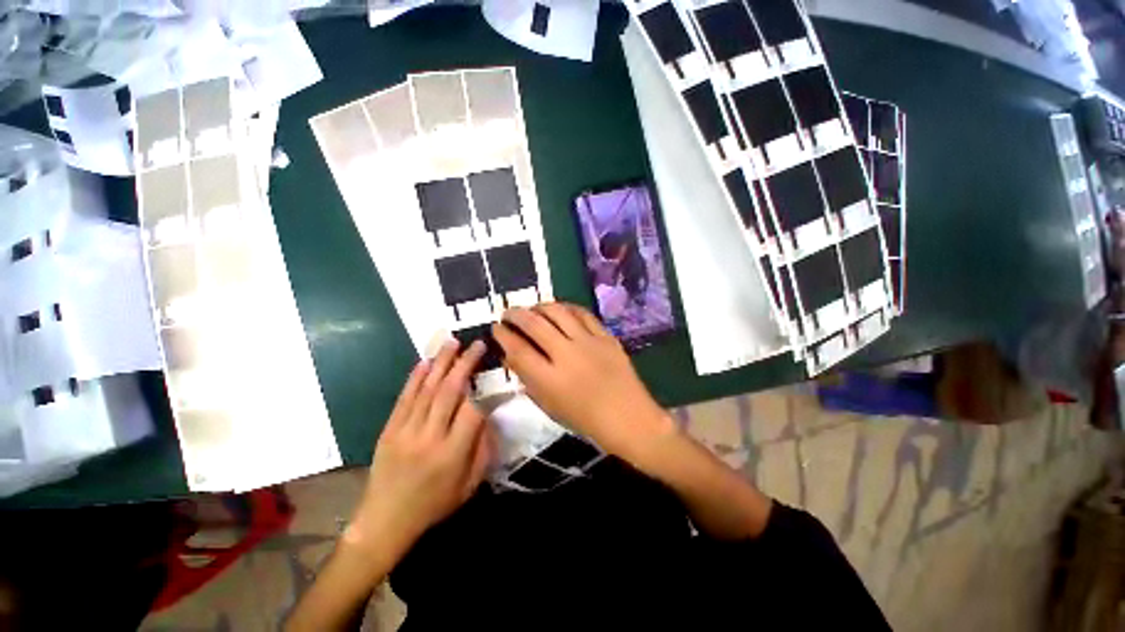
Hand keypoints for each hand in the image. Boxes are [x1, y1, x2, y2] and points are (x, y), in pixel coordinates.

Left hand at [350, 340, 495, 552]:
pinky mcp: (389, 429)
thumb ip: (483, 449)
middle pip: (450, 392)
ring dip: (440, 363)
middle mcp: (429, 437)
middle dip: (465, 364)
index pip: (473, 412)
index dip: (485, 391)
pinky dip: (415, 377)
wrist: (385, 521)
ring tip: (452, 342)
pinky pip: (404, 398)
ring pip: (427, 389)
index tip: (492, 375)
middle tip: (475, 344)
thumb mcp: (469, 485)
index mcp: (452, 454)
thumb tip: (488, 416)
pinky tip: (425, 361)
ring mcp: (406, 431)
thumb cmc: (434, 504)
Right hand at [491, 303, 674, 458]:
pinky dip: (567, 307)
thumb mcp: (549, 406)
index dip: (503, 335)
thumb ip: (528, 379)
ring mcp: (589, 342)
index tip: (496, 328)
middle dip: (515, 314)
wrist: (628, 417)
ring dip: (540, 306)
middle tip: (508, 313)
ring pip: (558, 312)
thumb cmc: (585, 419)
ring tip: (532, 309)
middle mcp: (567, 355)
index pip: (518, 349)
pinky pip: (583, 313)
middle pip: (534, 324)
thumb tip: (511, 355)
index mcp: (550, 380)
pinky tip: (559, 309)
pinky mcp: (606, 336)